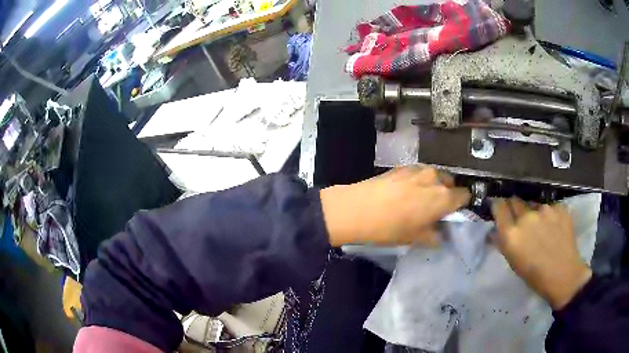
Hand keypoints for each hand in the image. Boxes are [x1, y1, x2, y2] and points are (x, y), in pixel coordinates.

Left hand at [320, 166, 469, 246]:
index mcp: (444, 197)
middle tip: (434, 207)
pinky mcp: (404, 166)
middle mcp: (436, 178)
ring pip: (435, 175)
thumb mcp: (416, 238)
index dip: (461, 204)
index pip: (465, 195)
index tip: (452, 212)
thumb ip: (434, 236)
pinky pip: (420, 172)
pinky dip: (419, 180)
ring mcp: (419, 169)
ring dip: (433, 185)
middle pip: (451, 183)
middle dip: (447, 194)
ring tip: (418, 198)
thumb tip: (439, 235)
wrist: (358, 209)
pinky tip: (405, 191)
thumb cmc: (391, 228)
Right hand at [491, 198, 591, 309]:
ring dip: (533, 211)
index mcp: (511, 233)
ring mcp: (544, 210)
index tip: (498, 208)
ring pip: (533, 204)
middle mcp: (526, 217)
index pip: (499, 207)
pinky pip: (549, 207)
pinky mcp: (558, 207)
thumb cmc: (534, 275)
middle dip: (514, 206)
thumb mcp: (514, 262)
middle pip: (515, 200)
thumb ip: (502, 243)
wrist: (563, 274)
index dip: (498, 206)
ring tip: (540, 225)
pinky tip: (553, 226)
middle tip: (518, 216)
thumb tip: (493, 232)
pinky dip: (548, 215)